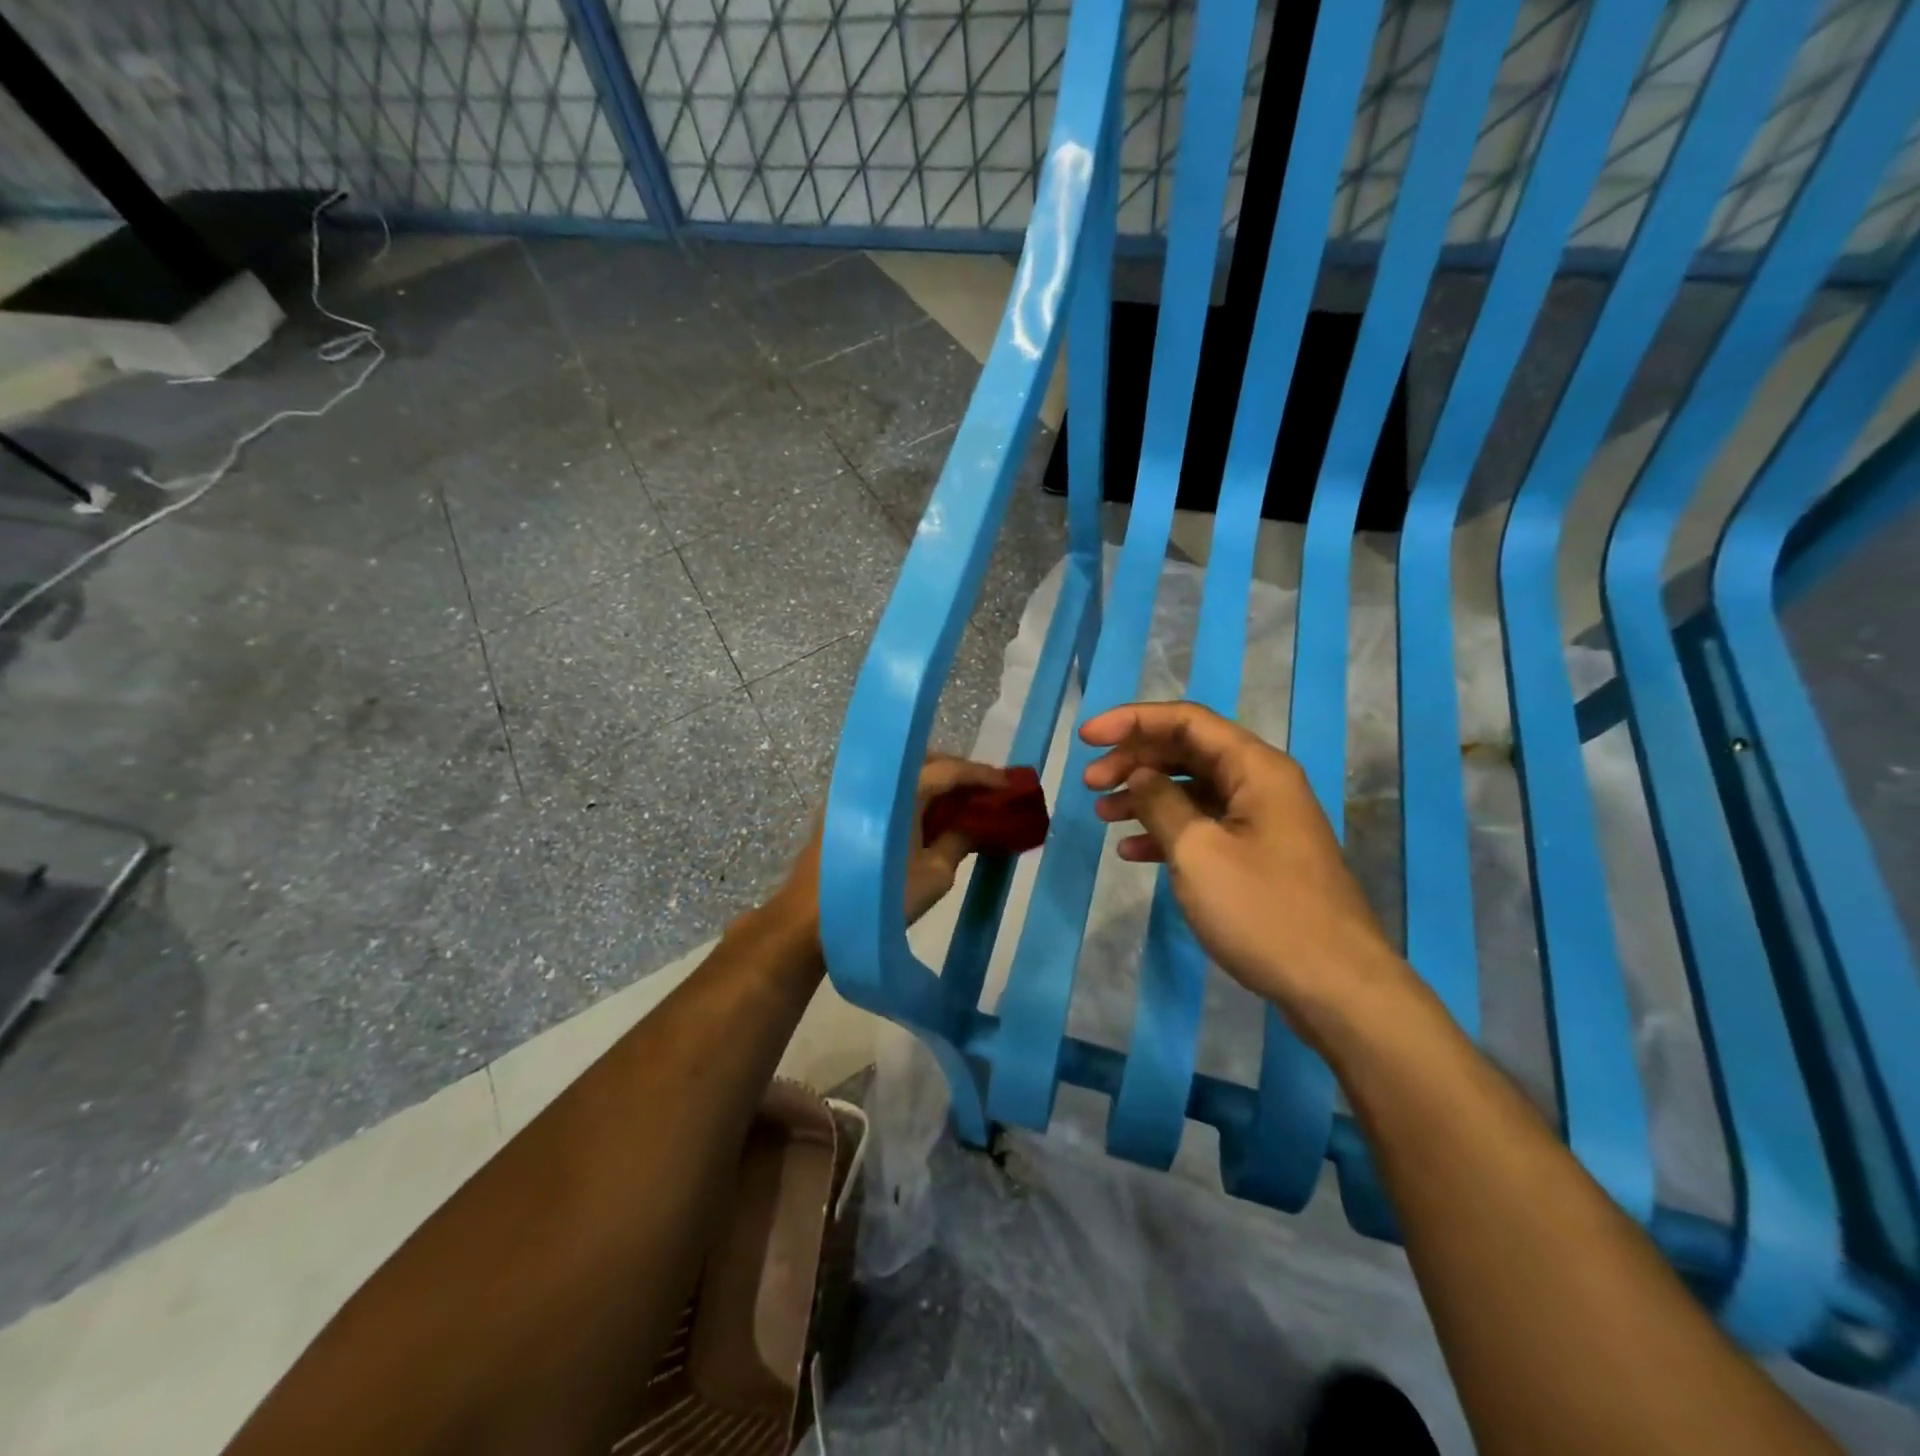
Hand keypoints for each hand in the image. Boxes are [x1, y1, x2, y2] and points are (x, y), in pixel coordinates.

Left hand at [779, 755, 1009, 929]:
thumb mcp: (935, 874)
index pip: (949, 770)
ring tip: (962, 804)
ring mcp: (855, 794)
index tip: (1010, 783)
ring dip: (934, 785)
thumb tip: (972, 825)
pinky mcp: (843, 812)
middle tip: (987, 791)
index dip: (983, 776)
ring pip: (904, 777)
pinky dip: (911, 798)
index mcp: (901, 790)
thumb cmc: (880, 897)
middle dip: (959, 773)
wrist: (811, 921)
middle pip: (925, 763)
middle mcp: (876, 781)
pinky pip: (887, 793)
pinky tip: (927, 818)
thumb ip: (958, 841)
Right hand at [1082, 702, 1409, 1040]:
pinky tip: (1132, 852)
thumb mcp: (1199, 852)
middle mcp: (1261, 784)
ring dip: (1145, 797)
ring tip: (1102, 813)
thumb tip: (1140, 776)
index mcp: (1255, 768)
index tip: (1087, 738)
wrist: (1336, 986)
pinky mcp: (1257, 857)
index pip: (1186, 721)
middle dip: (1134, 760)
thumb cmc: (1264, 911)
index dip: (1132, 721)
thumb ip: (1162, 804)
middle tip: (1090, 782)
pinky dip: (1166, 833)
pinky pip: (1204, 828)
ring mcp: (1261, 822)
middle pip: (1187, 752)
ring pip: (1192, 791)